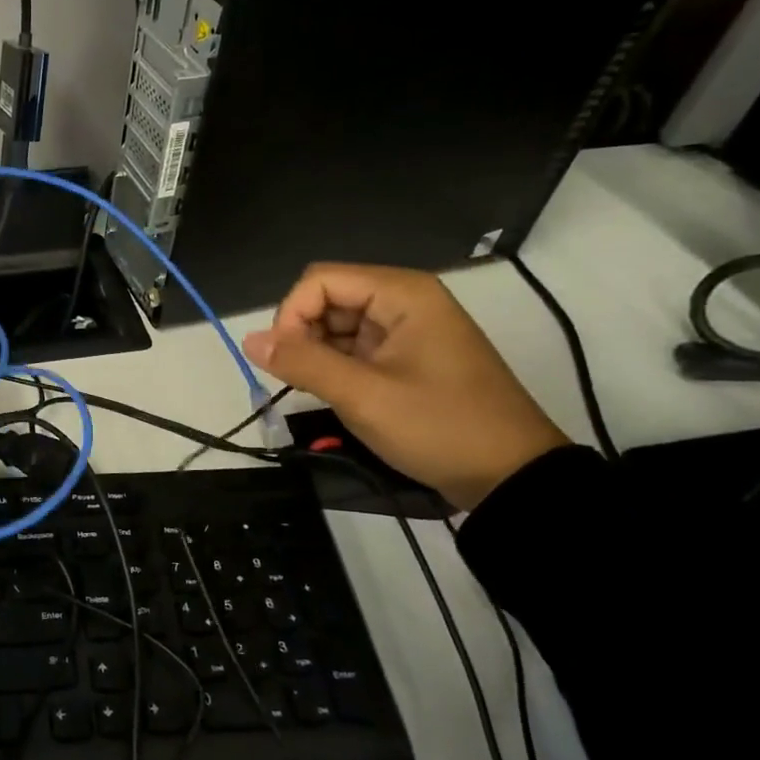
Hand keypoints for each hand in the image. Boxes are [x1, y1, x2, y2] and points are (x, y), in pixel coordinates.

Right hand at [241, 264, 568, 510]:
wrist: (512, 478)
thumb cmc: (440, 427)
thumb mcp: (363, 396)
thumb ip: (302, 363)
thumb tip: (248, 340)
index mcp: (402, 294)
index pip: (319, 281)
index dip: (291, 315)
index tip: (285, 361)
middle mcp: (405, 301)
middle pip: (328, 299)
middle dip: (303, 336)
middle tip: (301, 381)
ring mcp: (408, 329)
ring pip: (338, 325)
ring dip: (318, 355)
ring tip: (321, 393)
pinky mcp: (408, 357)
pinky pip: (357, 347)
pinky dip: (337, 367)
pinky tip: (337, 395)